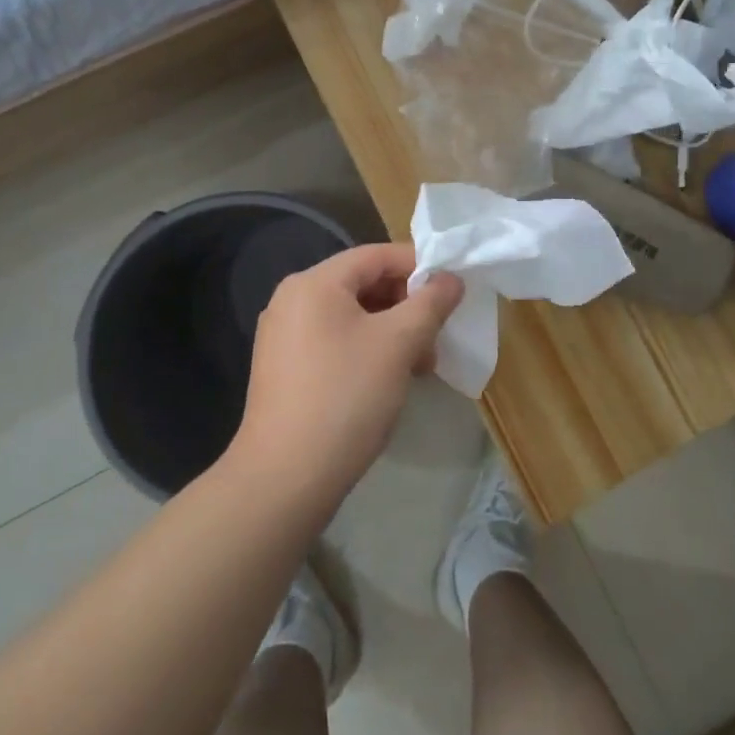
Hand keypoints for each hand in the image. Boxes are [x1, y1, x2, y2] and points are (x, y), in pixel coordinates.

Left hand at [232, 244, 463, 512]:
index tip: (451, 293)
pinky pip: (334, 341)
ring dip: (390, 332)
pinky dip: (366, 350)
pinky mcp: (284, 368)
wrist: (284, 478)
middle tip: (436, 337)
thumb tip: (451, 278)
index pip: (377, 255)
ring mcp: (283, 335)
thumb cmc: (346, 397)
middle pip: (363, 283)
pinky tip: (387, 380)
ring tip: (419, 366)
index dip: (419, 267)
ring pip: (351, 316)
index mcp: (314, 282)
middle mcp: (292, 299)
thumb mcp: (398, 344)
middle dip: (406, 306)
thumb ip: (430, 303)